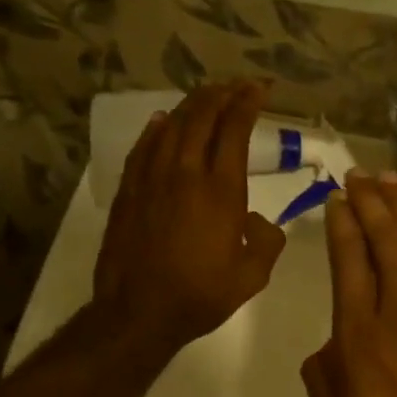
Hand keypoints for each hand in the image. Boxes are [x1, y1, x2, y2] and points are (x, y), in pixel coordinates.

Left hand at [90, 81, 285, 357]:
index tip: (259, 88)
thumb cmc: (201, 295)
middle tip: (236, 84)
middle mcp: (186, 174)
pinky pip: (144, 148)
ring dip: (192, 105)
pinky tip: (163, 121)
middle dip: (222, 94)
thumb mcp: (253, 275)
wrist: (139, 312)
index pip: (234, 131)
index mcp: (221, 191)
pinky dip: (157, 129)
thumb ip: (266, 240)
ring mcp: (152, 179)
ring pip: (172, 127)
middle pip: (202, 118)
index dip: (247, 103)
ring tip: (206, 94)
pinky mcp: (129, 191)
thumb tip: (257, 219)